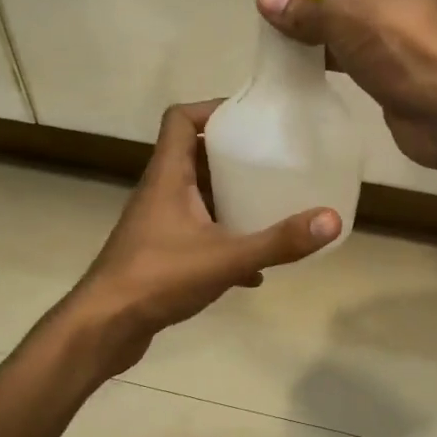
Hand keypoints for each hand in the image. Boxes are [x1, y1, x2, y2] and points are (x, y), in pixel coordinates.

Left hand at [68, 102, 341, 371]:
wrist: (104, 328)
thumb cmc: (158, 279)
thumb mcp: (225, 258)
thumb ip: (278, 241)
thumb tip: (332, 219)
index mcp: (168, 176)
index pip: (180, 119)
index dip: (212, 109)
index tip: (250, 118)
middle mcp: (160, 192)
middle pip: (194, 156)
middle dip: (233, 156)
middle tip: (271, 160)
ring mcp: (158, 225)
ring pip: (197, 197)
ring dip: (229, 199)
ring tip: (269, 206)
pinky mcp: (159, 255)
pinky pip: (197, 235)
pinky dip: (224, 242)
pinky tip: (253, 269)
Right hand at [256, 0, 436, 165]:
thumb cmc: (402, 40)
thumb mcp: (344, 15)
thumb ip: (301, 5)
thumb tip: (265, 0)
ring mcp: (414, 7)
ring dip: (323, 7)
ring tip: (289, 24)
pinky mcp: (406, 45)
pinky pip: (364, 31)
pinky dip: (336, 39)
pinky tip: (305, 54)